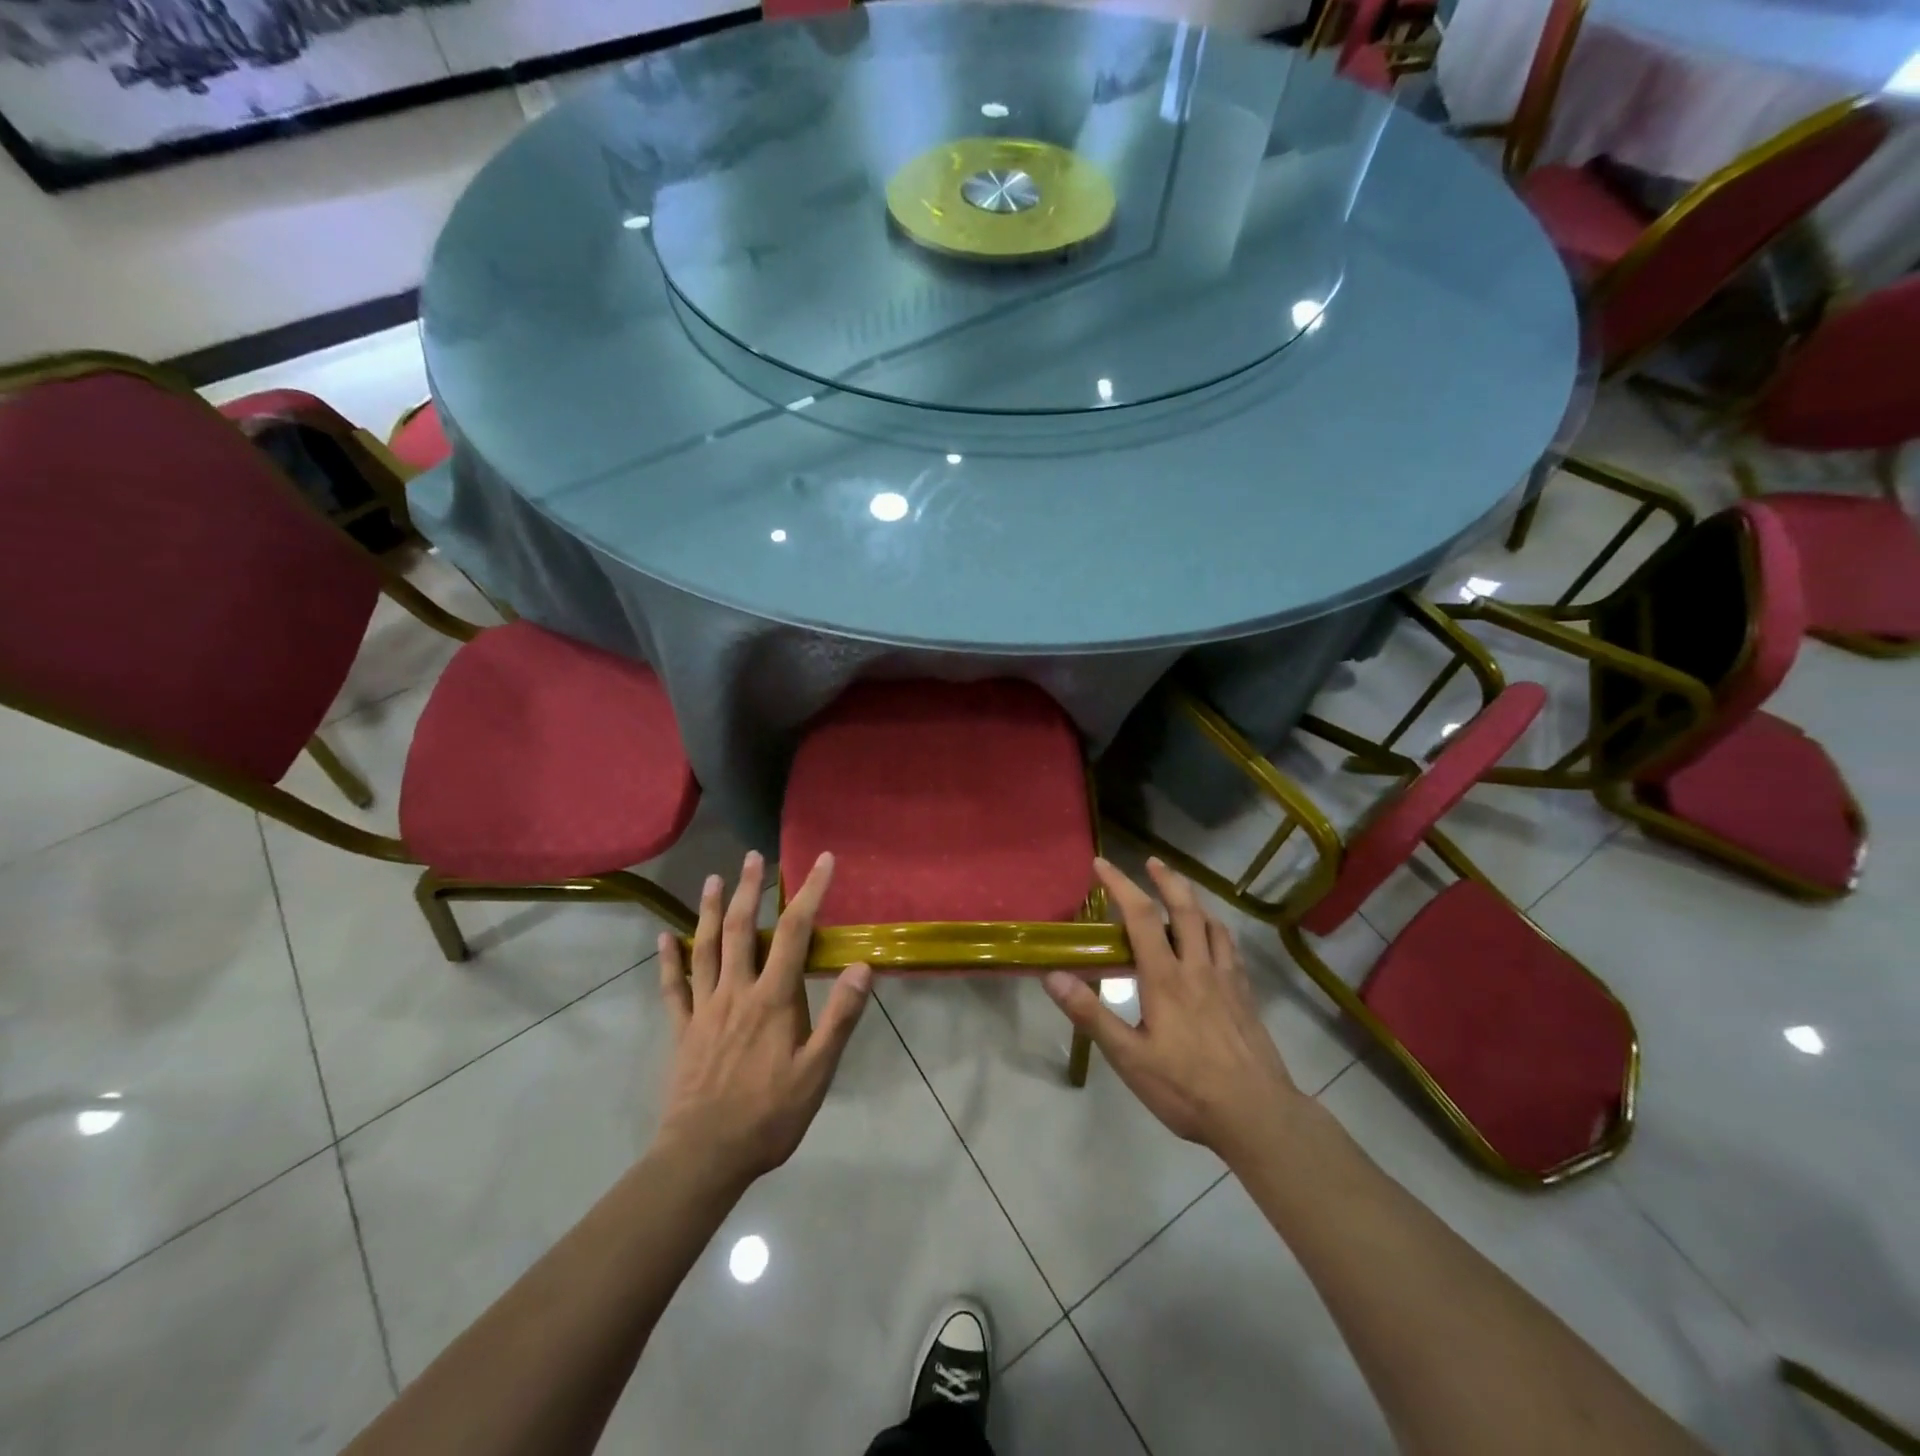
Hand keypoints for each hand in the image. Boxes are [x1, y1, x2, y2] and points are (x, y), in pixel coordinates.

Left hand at [655, 851, 871, 1185]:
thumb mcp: (818, 1071)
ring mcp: (704, 1009)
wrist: (704, 1156)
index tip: (822, 860)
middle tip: (753, 856)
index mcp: (773, 997)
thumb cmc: (769, 1115)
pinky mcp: (681, 1031)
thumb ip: (840, 1016)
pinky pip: (673, 988)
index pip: (795, 931)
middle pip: (740, 928)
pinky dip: (668, 961)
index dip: (810, 891)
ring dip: (707, 910)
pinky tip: (662, 939)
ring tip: (712, 879)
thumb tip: (862, 966)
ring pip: (704, 948)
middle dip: (749, 889)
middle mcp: (736, 991)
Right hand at [1043, 857, 1300, 1168]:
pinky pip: (1231, 949)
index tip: (1102, 864)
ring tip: (1182, 893)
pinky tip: (1215, 939)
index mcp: (1165, 978)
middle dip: (1167, 880)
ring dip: (1195, 901)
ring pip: (1213, 925)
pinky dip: (1218, 930)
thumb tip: (1053, 976)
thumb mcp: (1129, 1058)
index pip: (1141, 916)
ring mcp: (1227, 980)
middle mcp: (1197, 968)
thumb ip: (1091, 1014)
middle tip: (1152, 861)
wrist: (1257, 1114)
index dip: (1121, 885)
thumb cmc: (1186, 1088)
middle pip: (1185, 909)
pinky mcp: (1246, 996)